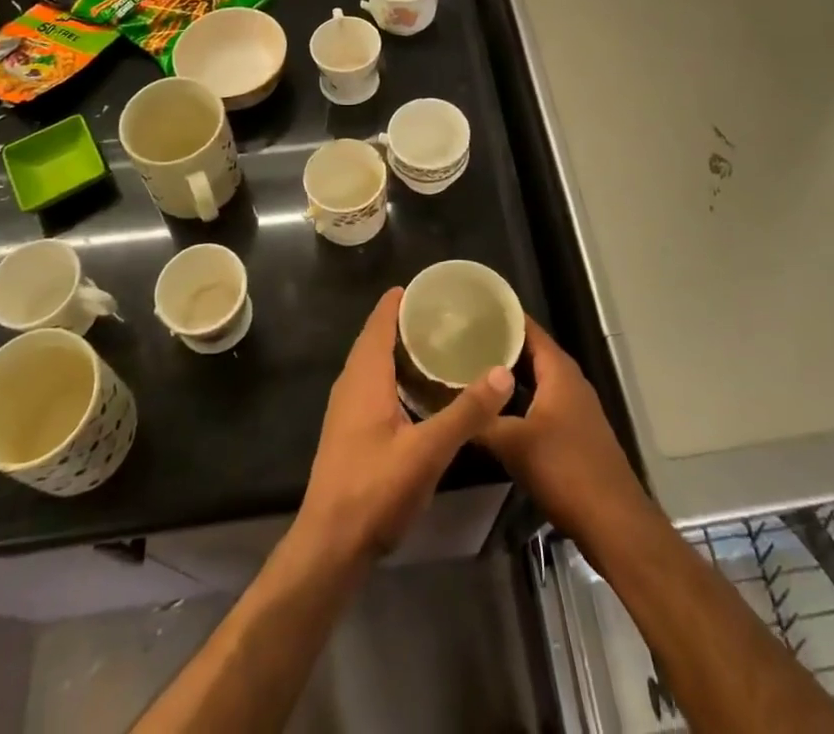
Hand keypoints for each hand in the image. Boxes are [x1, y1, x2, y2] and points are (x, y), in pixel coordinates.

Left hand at [299, 288, 512, 562]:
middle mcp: (351, 383)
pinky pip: (373, 383)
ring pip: (373, 362)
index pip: (380, 320)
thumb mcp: (428, 451)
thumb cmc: (375, 490)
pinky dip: (395, 372)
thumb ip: (466, 412)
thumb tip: (503, 371)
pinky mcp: (349, 430)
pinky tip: (419, 389)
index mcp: (365, 375)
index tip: (432, 286)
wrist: (330, 546)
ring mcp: (346, 408)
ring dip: (400, 348)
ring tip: (438, 343)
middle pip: (376, 337)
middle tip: (446, 313)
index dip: (401, 299)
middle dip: (406, 320)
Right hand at [477, 318, 650, 546]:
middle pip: (531, 351)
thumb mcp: (513, 444)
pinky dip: (519, 397)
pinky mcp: (575, 430)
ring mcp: (575, 406)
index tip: (470, 309)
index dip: (501, 316)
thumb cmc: (564, 469)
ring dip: (509, 374)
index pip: (527, 328)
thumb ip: (480, 420)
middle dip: (499, 345)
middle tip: (461, 338)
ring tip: (471, 368)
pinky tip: (496, 408)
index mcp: (558, 370)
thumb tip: (447, 405)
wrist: (612, 521)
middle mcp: (569, 380)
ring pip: (537, 378)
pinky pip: (542, 399)